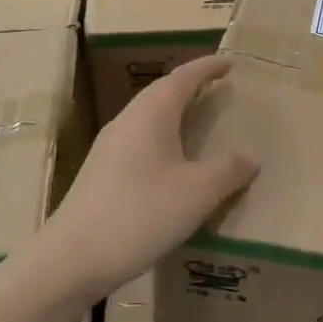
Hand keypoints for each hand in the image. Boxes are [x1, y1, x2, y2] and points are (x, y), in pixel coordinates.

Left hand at [41, 55, 256, 298]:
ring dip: (174, 115)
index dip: (207, 68)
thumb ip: (229, 170)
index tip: (228, 63)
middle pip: (161, 94)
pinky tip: (172, 167)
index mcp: (151, 114)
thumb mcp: (198, 192)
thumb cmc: (141, 214)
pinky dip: (162, 142)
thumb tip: (250, 157)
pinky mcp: (100, 175)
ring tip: (198, 124)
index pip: (182, 78)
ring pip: (148, 120)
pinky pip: (139, 144)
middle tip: (217, 90)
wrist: (72, 259)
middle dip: (190, 88)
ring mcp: (108, 149)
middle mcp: (127, 122)